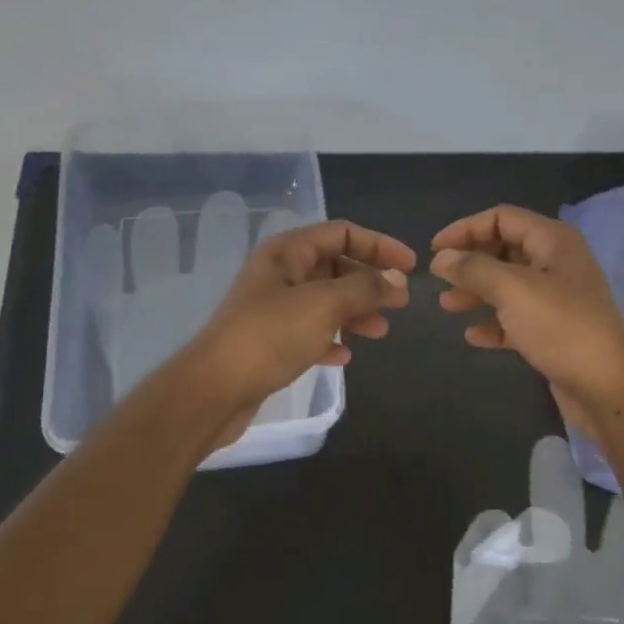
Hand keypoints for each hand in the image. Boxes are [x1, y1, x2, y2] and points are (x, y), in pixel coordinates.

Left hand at [174, 219, 415, 448]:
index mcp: (287, 252)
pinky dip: (330, 338)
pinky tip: (344, 356)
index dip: (379, 245)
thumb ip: (364, 288)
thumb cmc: (270, 337)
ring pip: (325, 301)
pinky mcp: (269, 342)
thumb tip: (396, 280)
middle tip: (400, 304)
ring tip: (380, 332)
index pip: (341, 233)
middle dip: (369, 282)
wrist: (214, 390)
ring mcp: (272, 309)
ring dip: (355, 312)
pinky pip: (309, 331)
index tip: (410, 267)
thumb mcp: (324, 305)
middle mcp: (279, 274)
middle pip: (334, 266)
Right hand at [430, 204, 623, 438]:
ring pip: (508, 285)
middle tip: (438, 280)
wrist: (607, 385)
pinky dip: (494, 322)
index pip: (502, 217)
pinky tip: (473, 336)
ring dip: (476, 292)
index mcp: (553, 241)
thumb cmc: (560, 326)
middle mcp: (556, 263)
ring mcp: (557, 298)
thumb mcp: (512, 289)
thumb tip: (441, 258)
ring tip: (447, 306)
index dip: (465, 228)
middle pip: (504, 249)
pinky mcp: (554, 331)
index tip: (435, 250)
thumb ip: (473, 269)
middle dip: (470, 262)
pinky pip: (516, 318)